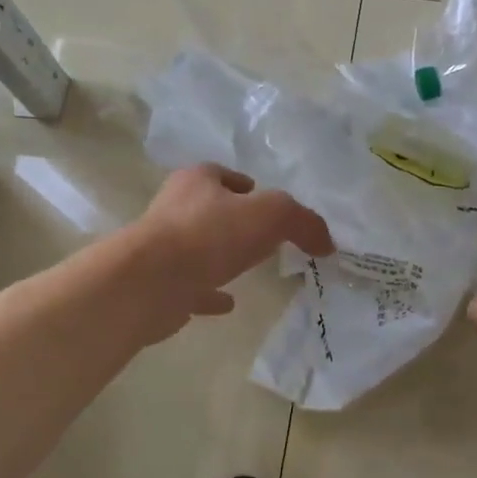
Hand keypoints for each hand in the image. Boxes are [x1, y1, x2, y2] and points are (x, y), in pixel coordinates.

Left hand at [129, 165, 333, 341]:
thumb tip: (326, 242)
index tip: (268, 205)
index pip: (223, 174)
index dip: (247, 186)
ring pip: (198, 247)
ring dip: (219, 255)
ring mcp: (163, 248)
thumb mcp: (271, 215)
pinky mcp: (159, 284)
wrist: (150, 283)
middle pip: (210, 209)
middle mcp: (175, 208)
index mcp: (197, 181)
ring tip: (247, 268)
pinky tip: (228, 303)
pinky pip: (192, 285)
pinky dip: (210, 293)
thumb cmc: (209, 235)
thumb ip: (303, 222)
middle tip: (264, 238)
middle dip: (234, 220)